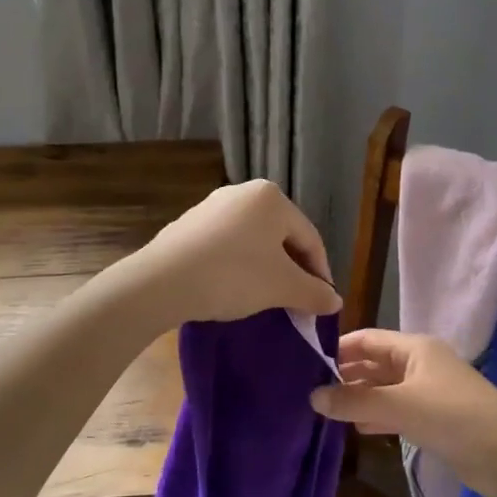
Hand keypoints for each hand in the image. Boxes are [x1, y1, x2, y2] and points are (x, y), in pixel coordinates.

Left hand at [122, 180, 340, 326]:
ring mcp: (212, 206)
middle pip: (281, 237)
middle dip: (292, 271)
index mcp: (272, 198)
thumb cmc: (233, 276)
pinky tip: (231, 289)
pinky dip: (237, 266)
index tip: (321, 303)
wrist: (162, 282)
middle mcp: (243, 193)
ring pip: (253, 242)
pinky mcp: (188, 225)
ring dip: (265, 270)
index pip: (310, 238)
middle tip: (295, 303)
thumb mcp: (282, 287)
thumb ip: (314, 292)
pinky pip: (226, 246)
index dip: (320, 273)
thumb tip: (335, 300)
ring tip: (265, 299)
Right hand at [309, 329, 496, 496]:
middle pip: (375, 363)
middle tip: (309, 391)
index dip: (338, 348)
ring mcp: (428, 393)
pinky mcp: (434, 420)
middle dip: (346, 375)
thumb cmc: (453, 416)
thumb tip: (312, 397)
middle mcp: (420, 365)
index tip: (306, 363)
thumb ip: (355, 402)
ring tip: (324, 411)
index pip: (368, 339)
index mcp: (415, 348)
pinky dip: (376, 417)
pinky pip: (397, 411)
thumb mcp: (399, 405)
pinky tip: (354, 429)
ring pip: (384, 390)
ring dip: (359, 398)